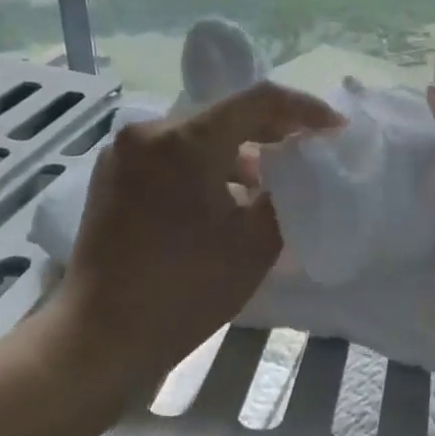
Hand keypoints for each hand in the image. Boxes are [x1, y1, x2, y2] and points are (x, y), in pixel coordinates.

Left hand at [51, 81, 341, 400]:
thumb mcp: (256, 242)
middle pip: (224, 114)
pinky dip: (201, 165)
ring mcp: (123, 152)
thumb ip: (284, 193)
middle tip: (304, 152)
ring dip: (234, 152)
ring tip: (263, 184)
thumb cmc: (185, 289)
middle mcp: (150, 130)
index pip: (258, 100)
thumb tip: (290, 172)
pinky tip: (218, 199)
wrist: (100, 336)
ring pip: (195, 135)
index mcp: (187, 138)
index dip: (303, 109)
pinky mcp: (109, 176)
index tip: (334, 127)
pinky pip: (168, 155)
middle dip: (269, 130)